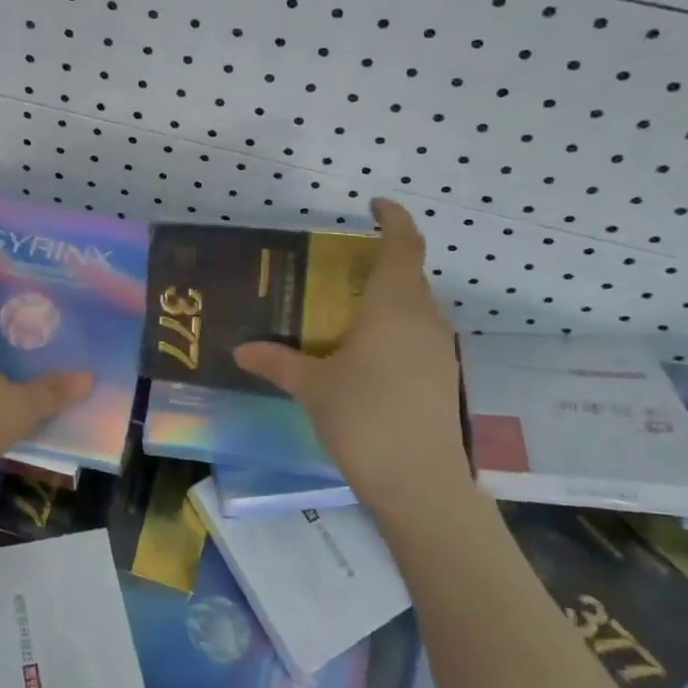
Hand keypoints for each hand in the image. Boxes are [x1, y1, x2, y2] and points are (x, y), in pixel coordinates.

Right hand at [234, 199, 471, 510]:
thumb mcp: (312, 386)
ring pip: (416, 307)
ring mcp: (440, 349)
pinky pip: (419, 336)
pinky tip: (368, 357)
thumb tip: (241, 349)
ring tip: (348, 314)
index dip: (394, 218)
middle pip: (409, 275)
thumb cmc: (362, 417)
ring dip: (388, 300)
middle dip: (379, 264)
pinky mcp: (445, 377)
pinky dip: (396, 330)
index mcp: (394, 305)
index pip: (403, 244)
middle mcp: (424, 317)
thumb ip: (277, 361)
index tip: (375, 205)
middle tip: (339, 270)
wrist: (420, 482)